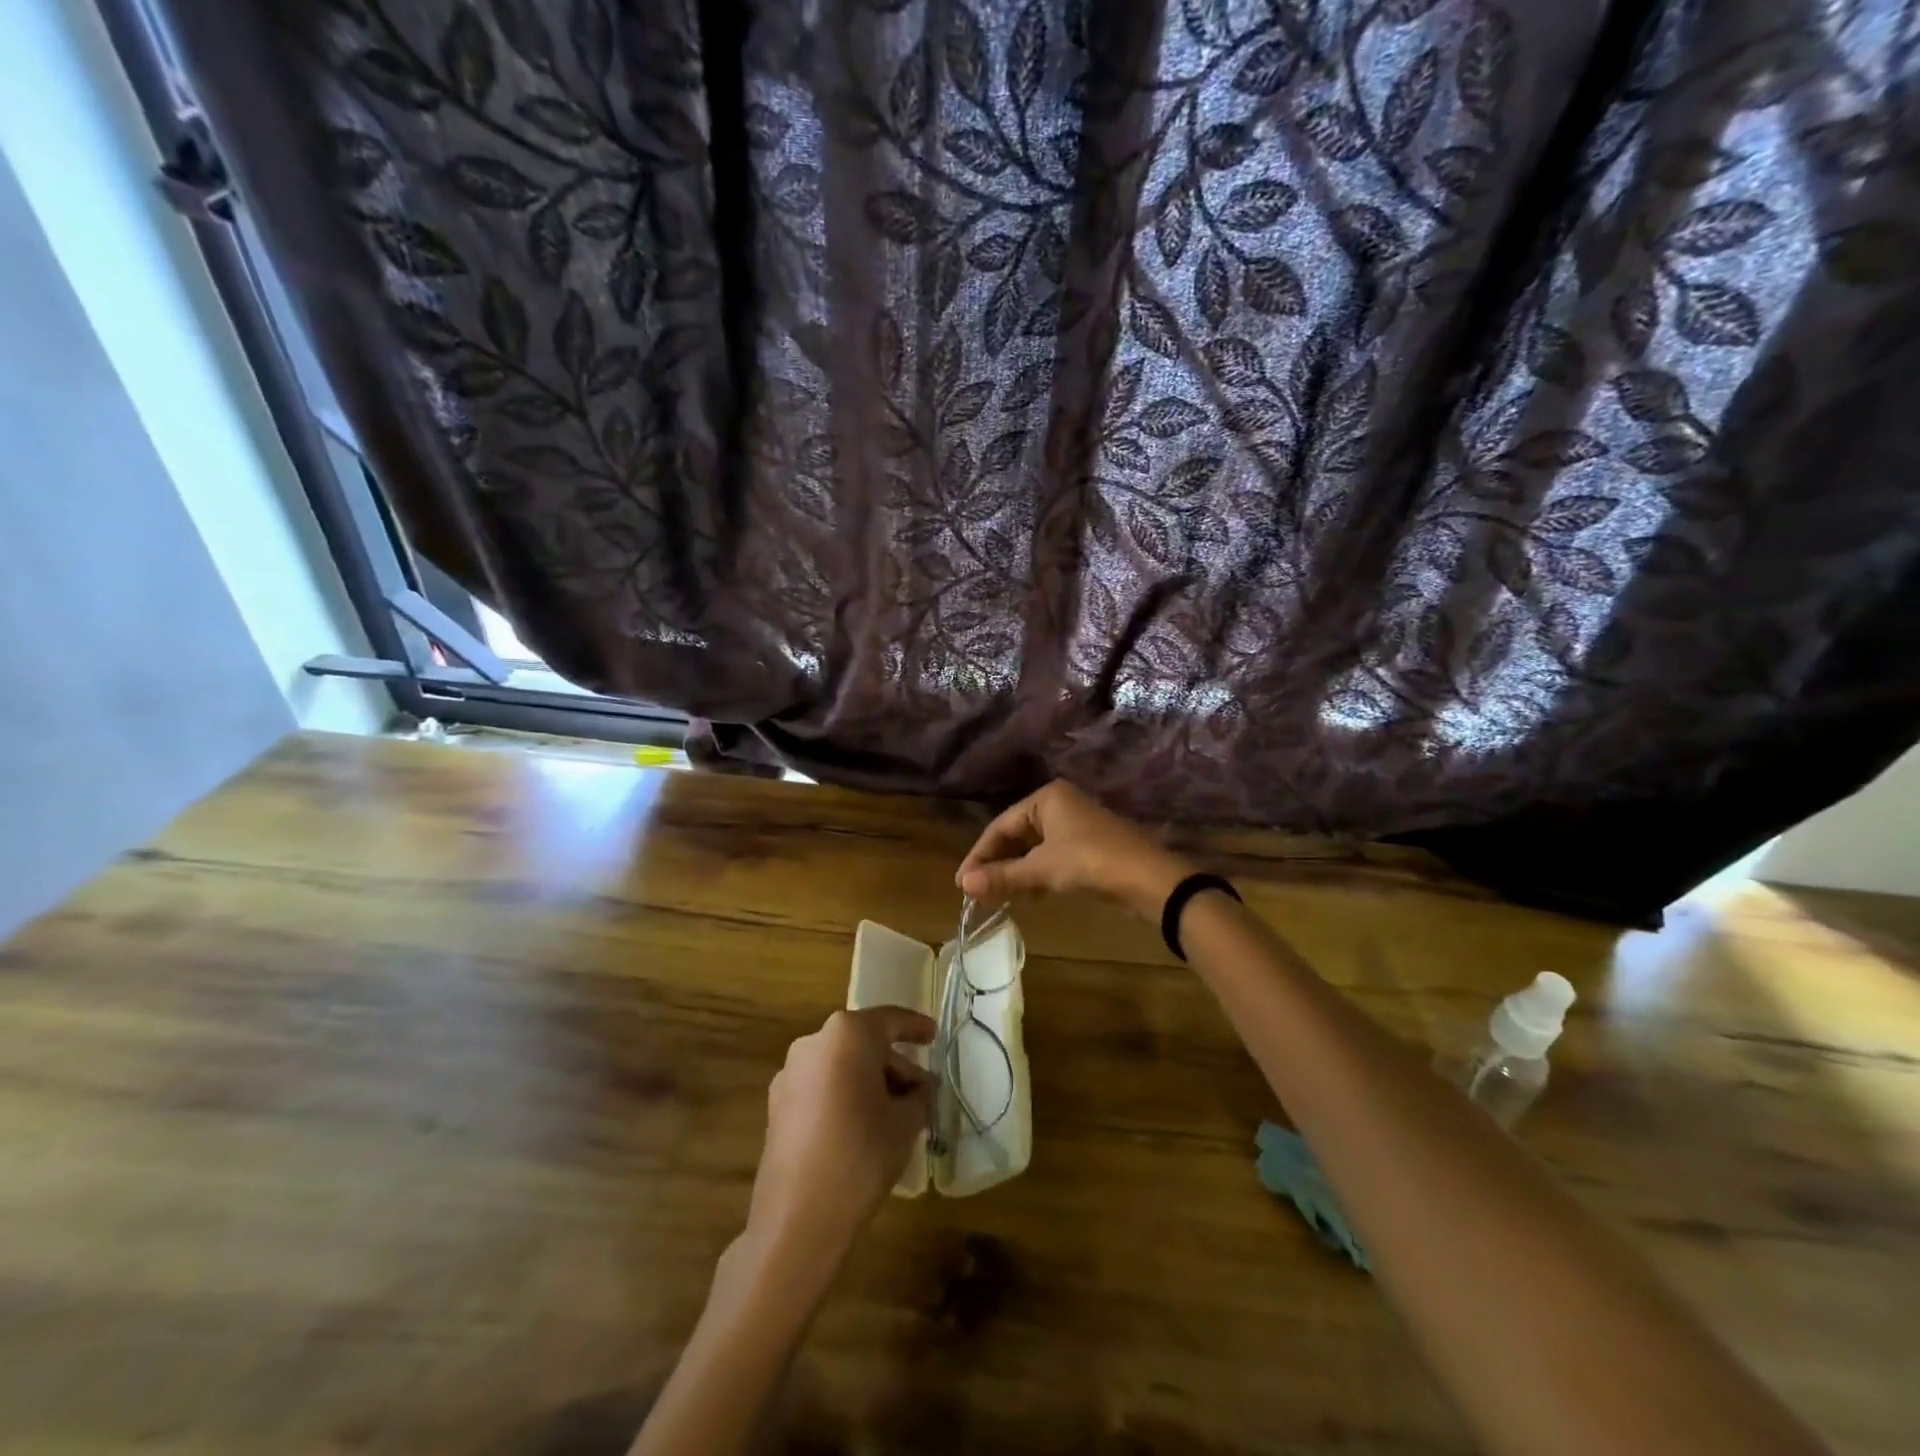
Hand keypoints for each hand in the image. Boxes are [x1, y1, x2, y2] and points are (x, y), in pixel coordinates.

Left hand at [746, 1007, 934, 1266]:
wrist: (798, 1219)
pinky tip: (863, 1127)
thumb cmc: (861, 1154)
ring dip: (869, 1082)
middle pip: (864, 1044)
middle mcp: (813, 1042)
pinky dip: (844, 1096)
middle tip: (921, 1092)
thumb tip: (919, 1090)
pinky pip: (821, 1087)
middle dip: (894, 1065)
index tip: (933, 1036)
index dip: (915, 1027)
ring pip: (841, 1066)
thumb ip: (917, 1095)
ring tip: (896, 1113)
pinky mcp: (777, 1105)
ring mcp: (790, 1074)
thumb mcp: (905, 1122)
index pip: (890, 1020)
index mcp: (847, 1034)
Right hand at [955, 780, 1194, 918]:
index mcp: (1046, 798)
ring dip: (1015, 873)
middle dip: (997, 864)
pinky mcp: (1089, 848)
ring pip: (1034, 849)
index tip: (962, 883)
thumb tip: (963, 885)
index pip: (1001, 825)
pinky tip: (1029, 897)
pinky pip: (1051, 858)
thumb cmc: (1090, 862)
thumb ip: (1002, 876)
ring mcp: (1076, 826)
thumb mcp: (1042, 869)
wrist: (1150, 880)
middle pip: (1017, 835)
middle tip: (977, 892)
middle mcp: (1060, 805)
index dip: (979, 855)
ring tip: (998, 898)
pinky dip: (1036, 876)